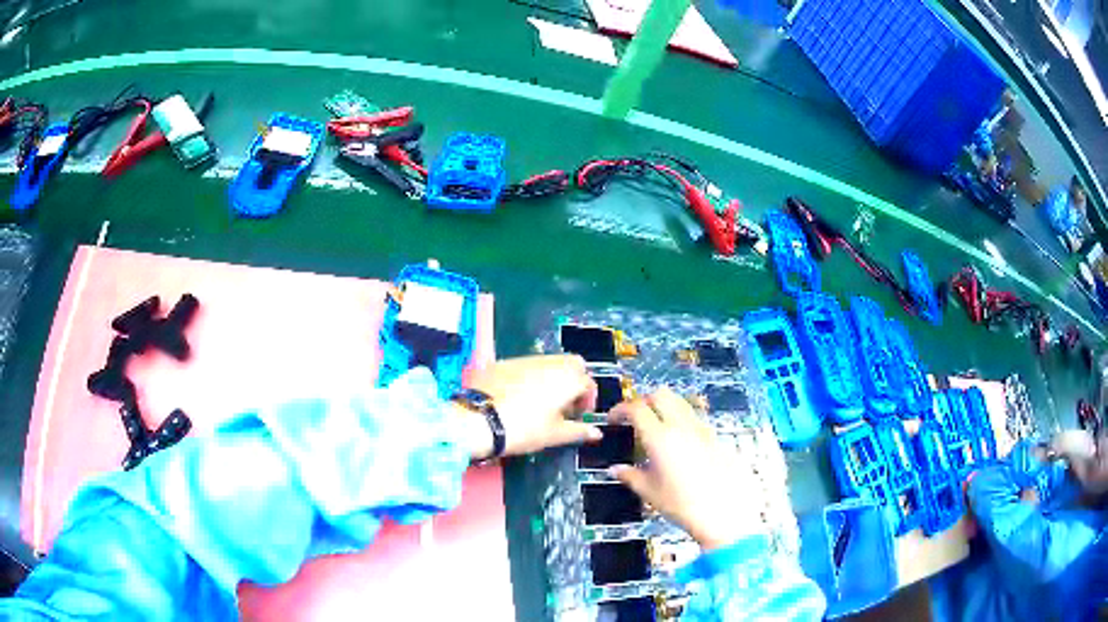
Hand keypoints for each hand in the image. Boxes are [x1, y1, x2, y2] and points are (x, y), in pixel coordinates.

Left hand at [457, 355, 599, 460]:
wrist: (479, 419)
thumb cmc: (524, 429)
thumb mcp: (555, 435)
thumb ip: (579, 431)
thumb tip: (597, 433)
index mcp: (568, 378)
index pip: (589, 383)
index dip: (587, 401)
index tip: (578, 416)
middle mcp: (550, 362)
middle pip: (573, 364)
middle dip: (574, 381)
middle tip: (564, 405)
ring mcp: (526, 359)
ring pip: (549, 362)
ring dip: (553, 378)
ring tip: (542, 403)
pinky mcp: (504, 362)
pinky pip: (526, 365)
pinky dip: (531, 377)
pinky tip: (519, 397)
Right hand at [608, 389, 758, 550]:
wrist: (724, 510)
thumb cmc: (684, 504)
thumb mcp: (650, 492)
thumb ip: (630, 476)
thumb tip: (616, 469)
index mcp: (660, 437)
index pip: (636, 408)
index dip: (620, 409)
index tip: (614, 418)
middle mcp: (681, 426)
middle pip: (660, 395)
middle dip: (644, 401)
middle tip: (634, 418)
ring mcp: (700, 428)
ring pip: (679, 401)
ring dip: (664, 406)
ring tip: (656, 426)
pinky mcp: (713, 436)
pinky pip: (693, 416)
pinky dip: (681, 418)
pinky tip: (677, 441)